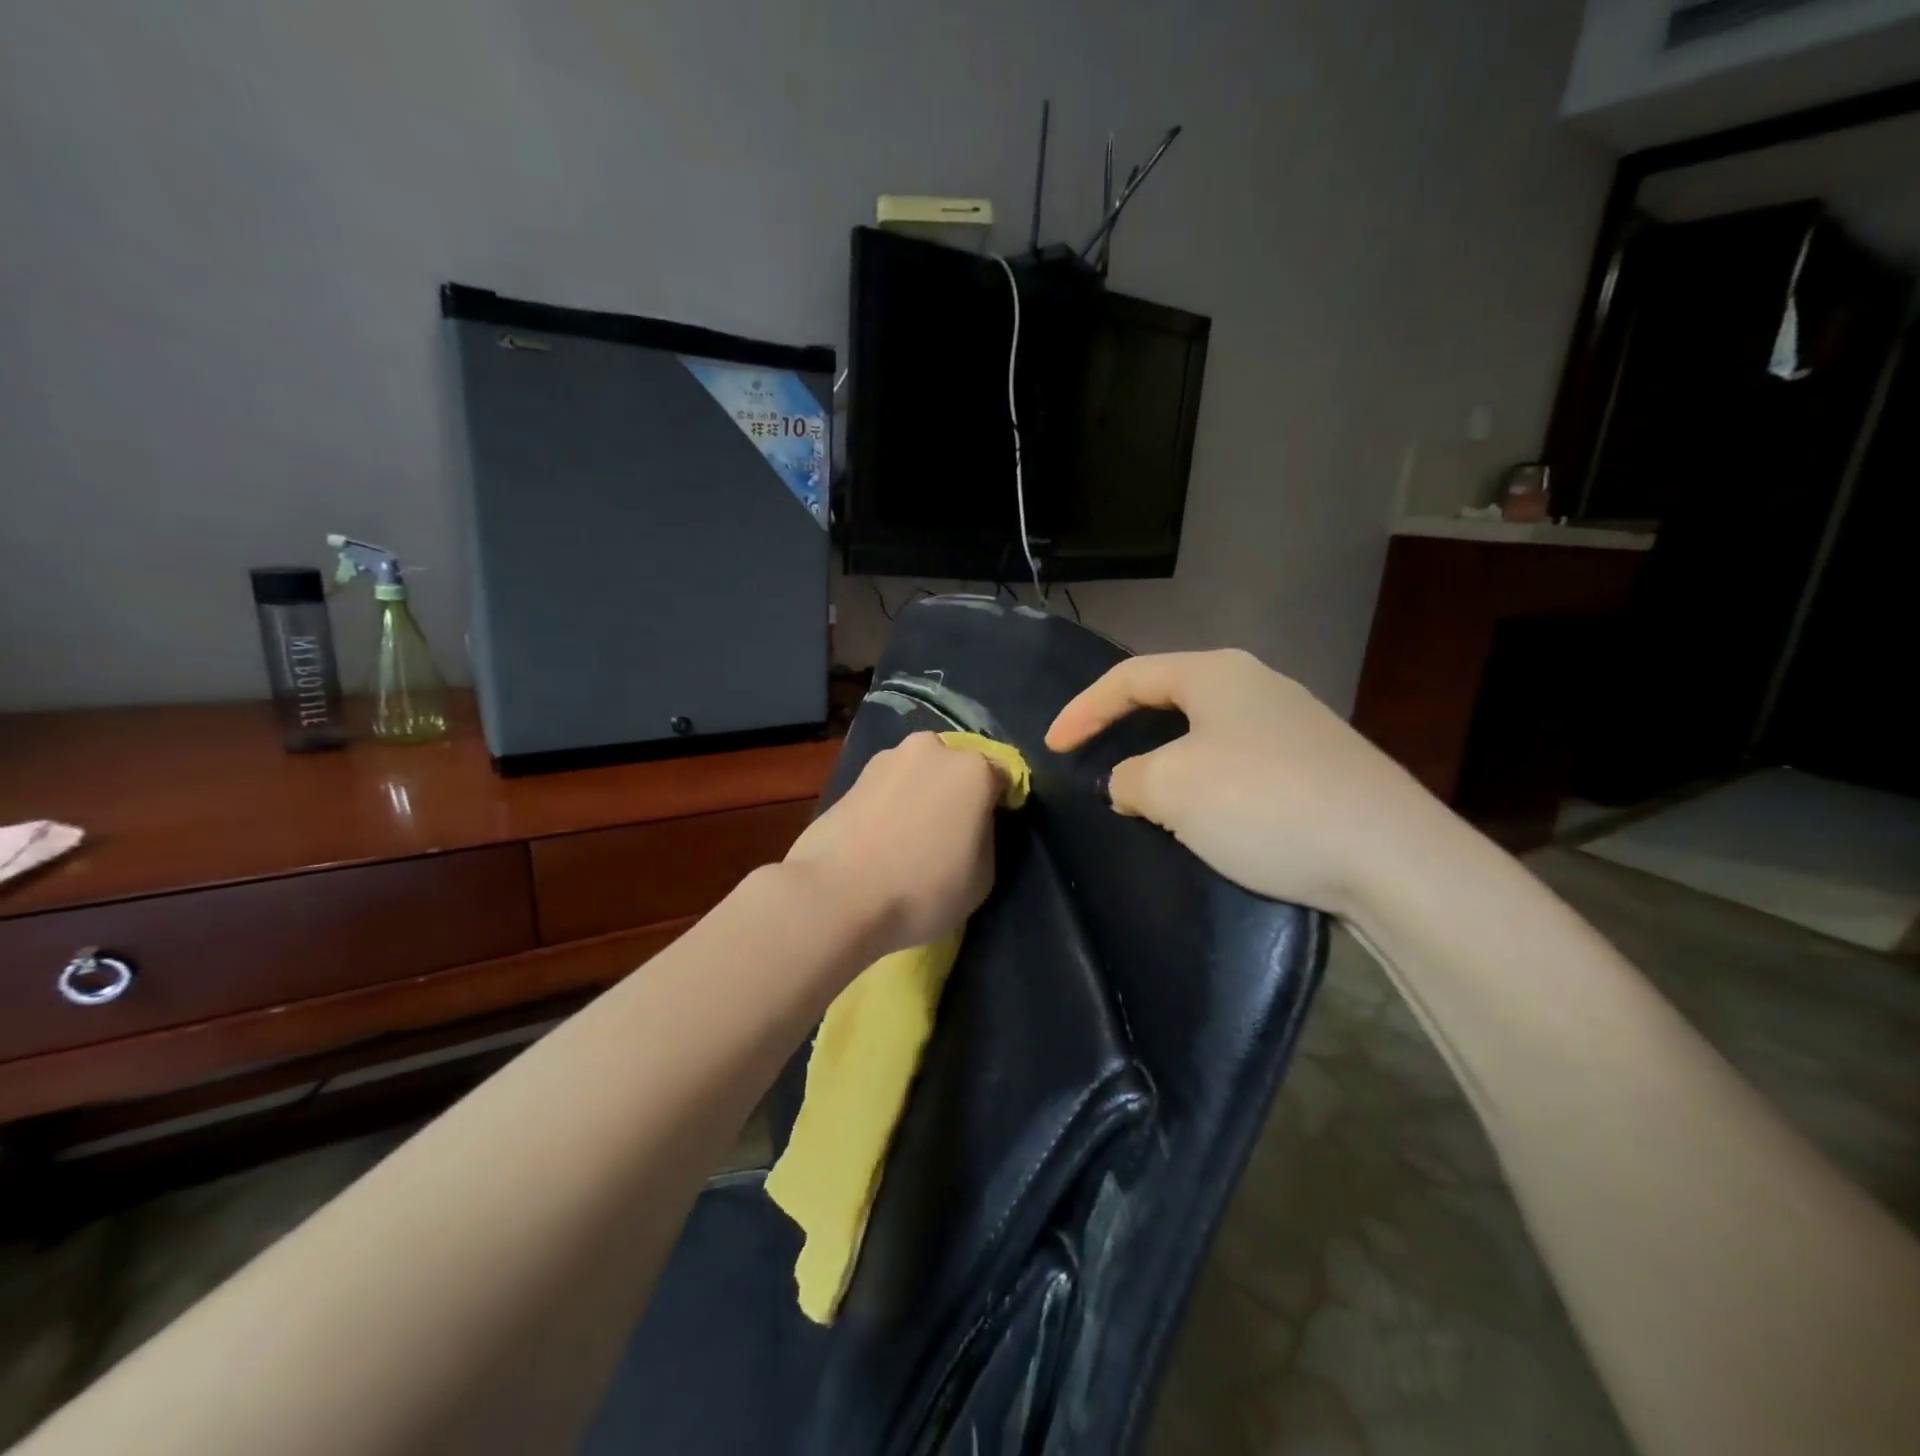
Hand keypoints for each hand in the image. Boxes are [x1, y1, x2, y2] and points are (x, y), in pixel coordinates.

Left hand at [784, 733, 1006, 958]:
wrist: (836, 895)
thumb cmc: (923, 888)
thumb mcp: (983, 877)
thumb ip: (984, 837)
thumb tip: (969, 825)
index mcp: (973, 769)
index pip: (1003, 778)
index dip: (1000, 806)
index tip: (988, 834)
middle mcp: (931, 749)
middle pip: (956, 768)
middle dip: (956, 793)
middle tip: (949, 834)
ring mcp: (887, 759)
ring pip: (918, 774)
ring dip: (921, 796)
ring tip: (910, 838)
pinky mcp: (851, 777)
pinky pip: (887, 789)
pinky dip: (891, 805)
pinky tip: (881, 839)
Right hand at [1045, 649, 1441, 919]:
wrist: (1390, 856)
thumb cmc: (1263, 803)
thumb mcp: (1171, 787)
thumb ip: (1130, 777)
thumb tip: (1132, 783)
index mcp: (1217, 674)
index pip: (1129, 677)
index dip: (1082, 710)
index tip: (1052, 747)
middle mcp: (1258, 685)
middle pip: (1170, 699)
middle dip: (1126, 730)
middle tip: (1096, 764)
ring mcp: (1297, 724)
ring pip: (1207, 735)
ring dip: (1168, 764)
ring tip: (1147, 800)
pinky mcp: (1321, 765)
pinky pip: (1241, 764)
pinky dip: (1208, 786)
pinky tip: (1211, 819)